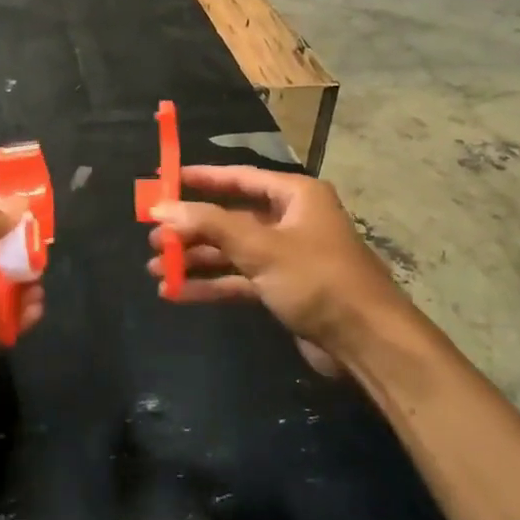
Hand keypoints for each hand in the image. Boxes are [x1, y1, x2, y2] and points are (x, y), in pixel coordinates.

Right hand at [149, 166, 408, 372]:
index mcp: (295, 196)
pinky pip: (239, 279)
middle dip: (191, 229)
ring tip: (155, 268)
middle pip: (230, 217)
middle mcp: (291, 220)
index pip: (240, 178)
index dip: (201, 178)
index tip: (165, 179)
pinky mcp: (283, 289)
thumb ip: (209, 224)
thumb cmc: (317, 278)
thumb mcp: (260, 247)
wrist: (367, 342)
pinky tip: (177, 292)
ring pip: (231, 251)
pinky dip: (211, 284)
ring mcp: (286, 256)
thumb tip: (161, 207)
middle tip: (152, 236)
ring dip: (196, 259)